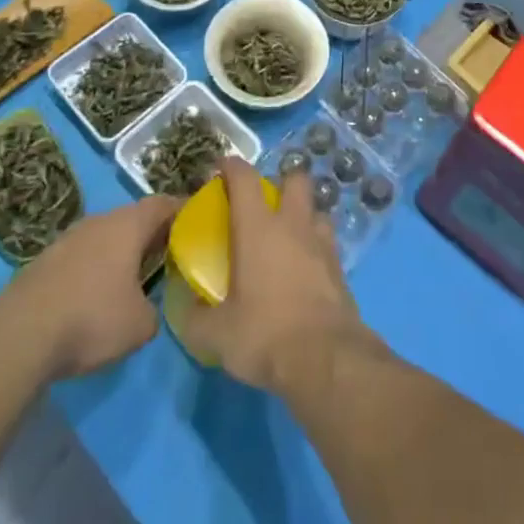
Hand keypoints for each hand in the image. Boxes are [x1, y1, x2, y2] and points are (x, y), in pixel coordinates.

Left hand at [0, 194, 178, 380]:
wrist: (19, 336)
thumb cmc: (90, 319)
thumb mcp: (140, 325)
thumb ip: (156, 310)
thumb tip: (150, 308)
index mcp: (129, 224)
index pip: (164, 203)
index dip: (183, 211)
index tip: (197, 224)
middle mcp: (101, 220)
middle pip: (134, 218)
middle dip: (151, 234)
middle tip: (168, 255)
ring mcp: (69, 237)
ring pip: (106, 236)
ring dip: (120, 251)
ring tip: (131, 278)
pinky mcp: (45, 260)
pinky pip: (82, 255)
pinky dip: (95, 267)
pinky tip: (93, 296)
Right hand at [180, 157, 372, 394]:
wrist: (325, 357)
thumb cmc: (265, 334)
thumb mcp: (216, 335)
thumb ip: (194, 318)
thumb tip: (184, 307)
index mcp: (258, 228)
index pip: (244, 178)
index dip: (231, 166)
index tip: (220, 168)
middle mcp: (292, 224)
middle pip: (295, 179)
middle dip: (281, 182)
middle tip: (264, 204)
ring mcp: (321, 241)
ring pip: (316, 208)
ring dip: (303, 214)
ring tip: (288, 236)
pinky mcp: (339, 265)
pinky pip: (327, 241)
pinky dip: (315, 245)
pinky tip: (305, 267)